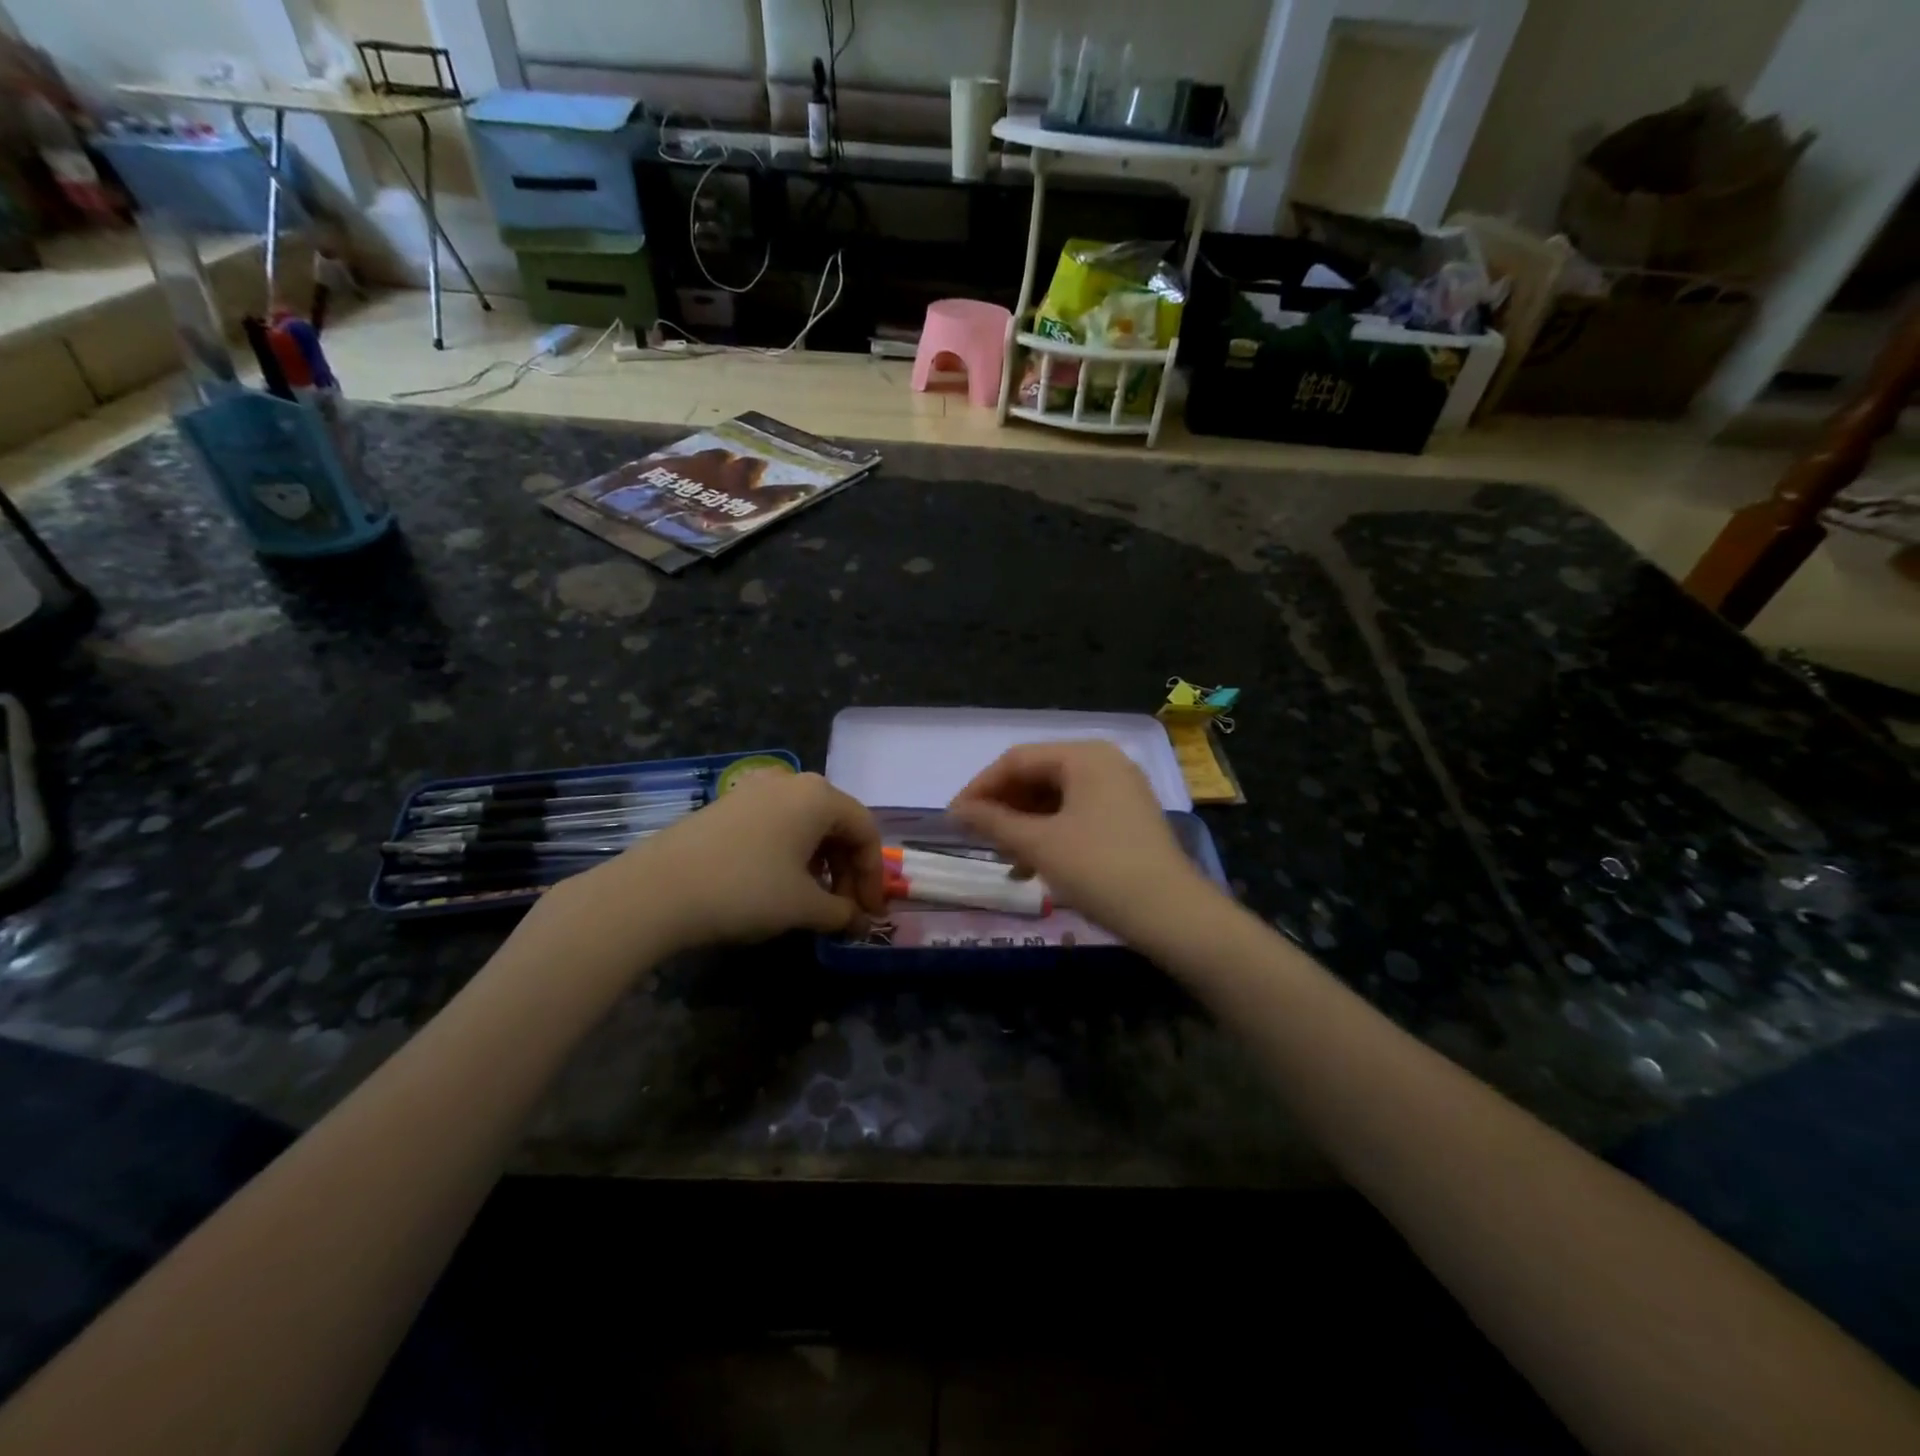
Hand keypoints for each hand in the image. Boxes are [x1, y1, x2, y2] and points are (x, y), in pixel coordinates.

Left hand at [569, 770, 885, 953]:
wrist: (656, 890)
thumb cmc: (746, 890)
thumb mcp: (803, 906)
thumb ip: (842, 913)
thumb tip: (861, 923)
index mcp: (819, 796)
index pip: (865, 831)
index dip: (873, 876)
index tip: (870, 913)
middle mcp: (791, 782)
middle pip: (837, 824)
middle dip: (847, 870)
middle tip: (845, 910)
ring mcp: (755, 791)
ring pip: (806, 824)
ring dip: (820, 864)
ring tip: (813, 901)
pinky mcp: (727, 806)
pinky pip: (776, 825)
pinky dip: (791, 854)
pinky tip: (779, 885)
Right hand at [946, 741, 1215, 941]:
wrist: (1173, 915)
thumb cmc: (1099, 870)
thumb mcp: (1039, 844)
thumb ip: (993, 821)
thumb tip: (956, 810)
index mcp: (1084, 756)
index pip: (1017, 759)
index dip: (980, 787)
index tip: (954, 818)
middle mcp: (1104, 762)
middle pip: (1038, 776)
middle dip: (1004, 807)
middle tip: (978, 839)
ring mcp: (1120, 790)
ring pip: (1056, 798)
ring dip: (1024, 825)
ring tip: (1004, 858)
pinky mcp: (1128, 818)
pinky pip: (1076, 814)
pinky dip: (1050, 834)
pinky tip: (1034, 866)